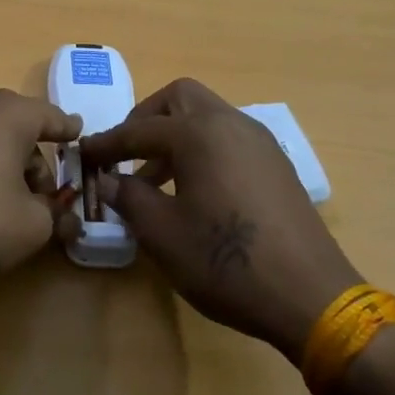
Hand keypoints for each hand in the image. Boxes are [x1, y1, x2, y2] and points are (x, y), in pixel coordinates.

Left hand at [0, 89, 84, 294]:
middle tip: (42, 192)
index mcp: (6, 113)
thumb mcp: (31, 226)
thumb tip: (67, 216)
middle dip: (33, 154)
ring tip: (6, 199)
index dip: (67, 130)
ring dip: (2, 157)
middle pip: (15, 122)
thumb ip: (56, 214)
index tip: (78, 136)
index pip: (49, 115)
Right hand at [82, 80, 360, 361]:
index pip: (139, 129)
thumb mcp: (163, 233)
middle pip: (179, 99)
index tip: (84, 155)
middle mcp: (231, 123)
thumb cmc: (226, 261)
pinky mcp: (277, 164)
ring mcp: (260, 142)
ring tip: (154, 180)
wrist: (311, 296)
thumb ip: (129, 197)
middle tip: (126, 153)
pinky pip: (229, 138)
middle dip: (146, 119)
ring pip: (207, 117)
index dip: (107, 144)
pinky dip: (203, 148)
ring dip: (175, 135)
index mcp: (199, 133)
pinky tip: (194, 190)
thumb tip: (107, 180)